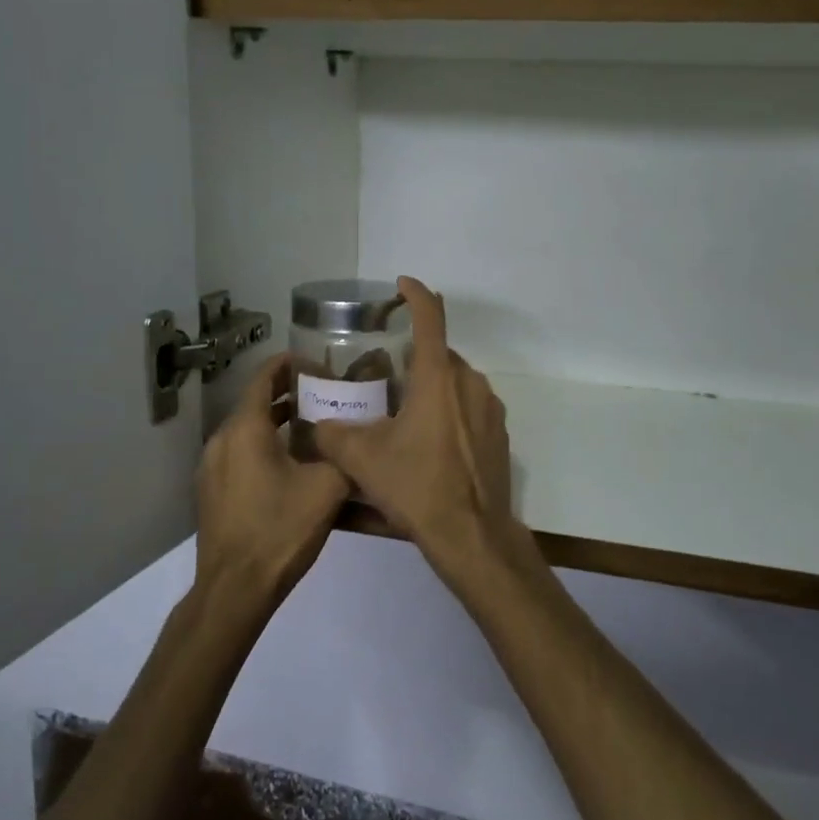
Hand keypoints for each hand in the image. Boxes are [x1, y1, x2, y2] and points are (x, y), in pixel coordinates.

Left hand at [195, 353, 349, 615]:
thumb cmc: (280, 529)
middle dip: (290, 394)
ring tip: (314, 427)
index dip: (292, 365)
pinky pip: (240, 452)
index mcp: (246, 429)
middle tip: (327, 396)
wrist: (235, 588)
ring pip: (248, 429)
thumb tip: (354, 438)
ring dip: (278, 421)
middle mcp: (222, 439)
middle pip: (256, 401)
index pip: (266, 376)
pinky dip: (264, 445)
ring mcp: (211, 466)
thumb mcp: (327, 488)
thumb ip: (343, 453)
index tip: (321, 365)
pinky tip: (292, 464)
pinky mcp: (212, 490)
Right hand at [312, 278, 526, 581]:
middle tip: (385, 377)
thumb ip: (333, 435)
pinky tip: (430, 442)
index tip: (401, 285)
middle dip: (413, 358)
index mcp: (439, 377)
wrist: (472, 534)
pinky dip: (450, 411)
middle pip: (440, 355)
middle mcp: (470, 383)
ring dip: (432, 387)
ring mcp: (490, 408)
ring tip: (404, 413)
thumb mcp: (363, 460)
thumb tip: (318, 426)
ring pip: (456, 382)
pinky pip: (470, 407)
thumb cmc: (417, 486)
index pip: (430, 318)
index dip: (415, 295)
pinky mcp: (499, 434)